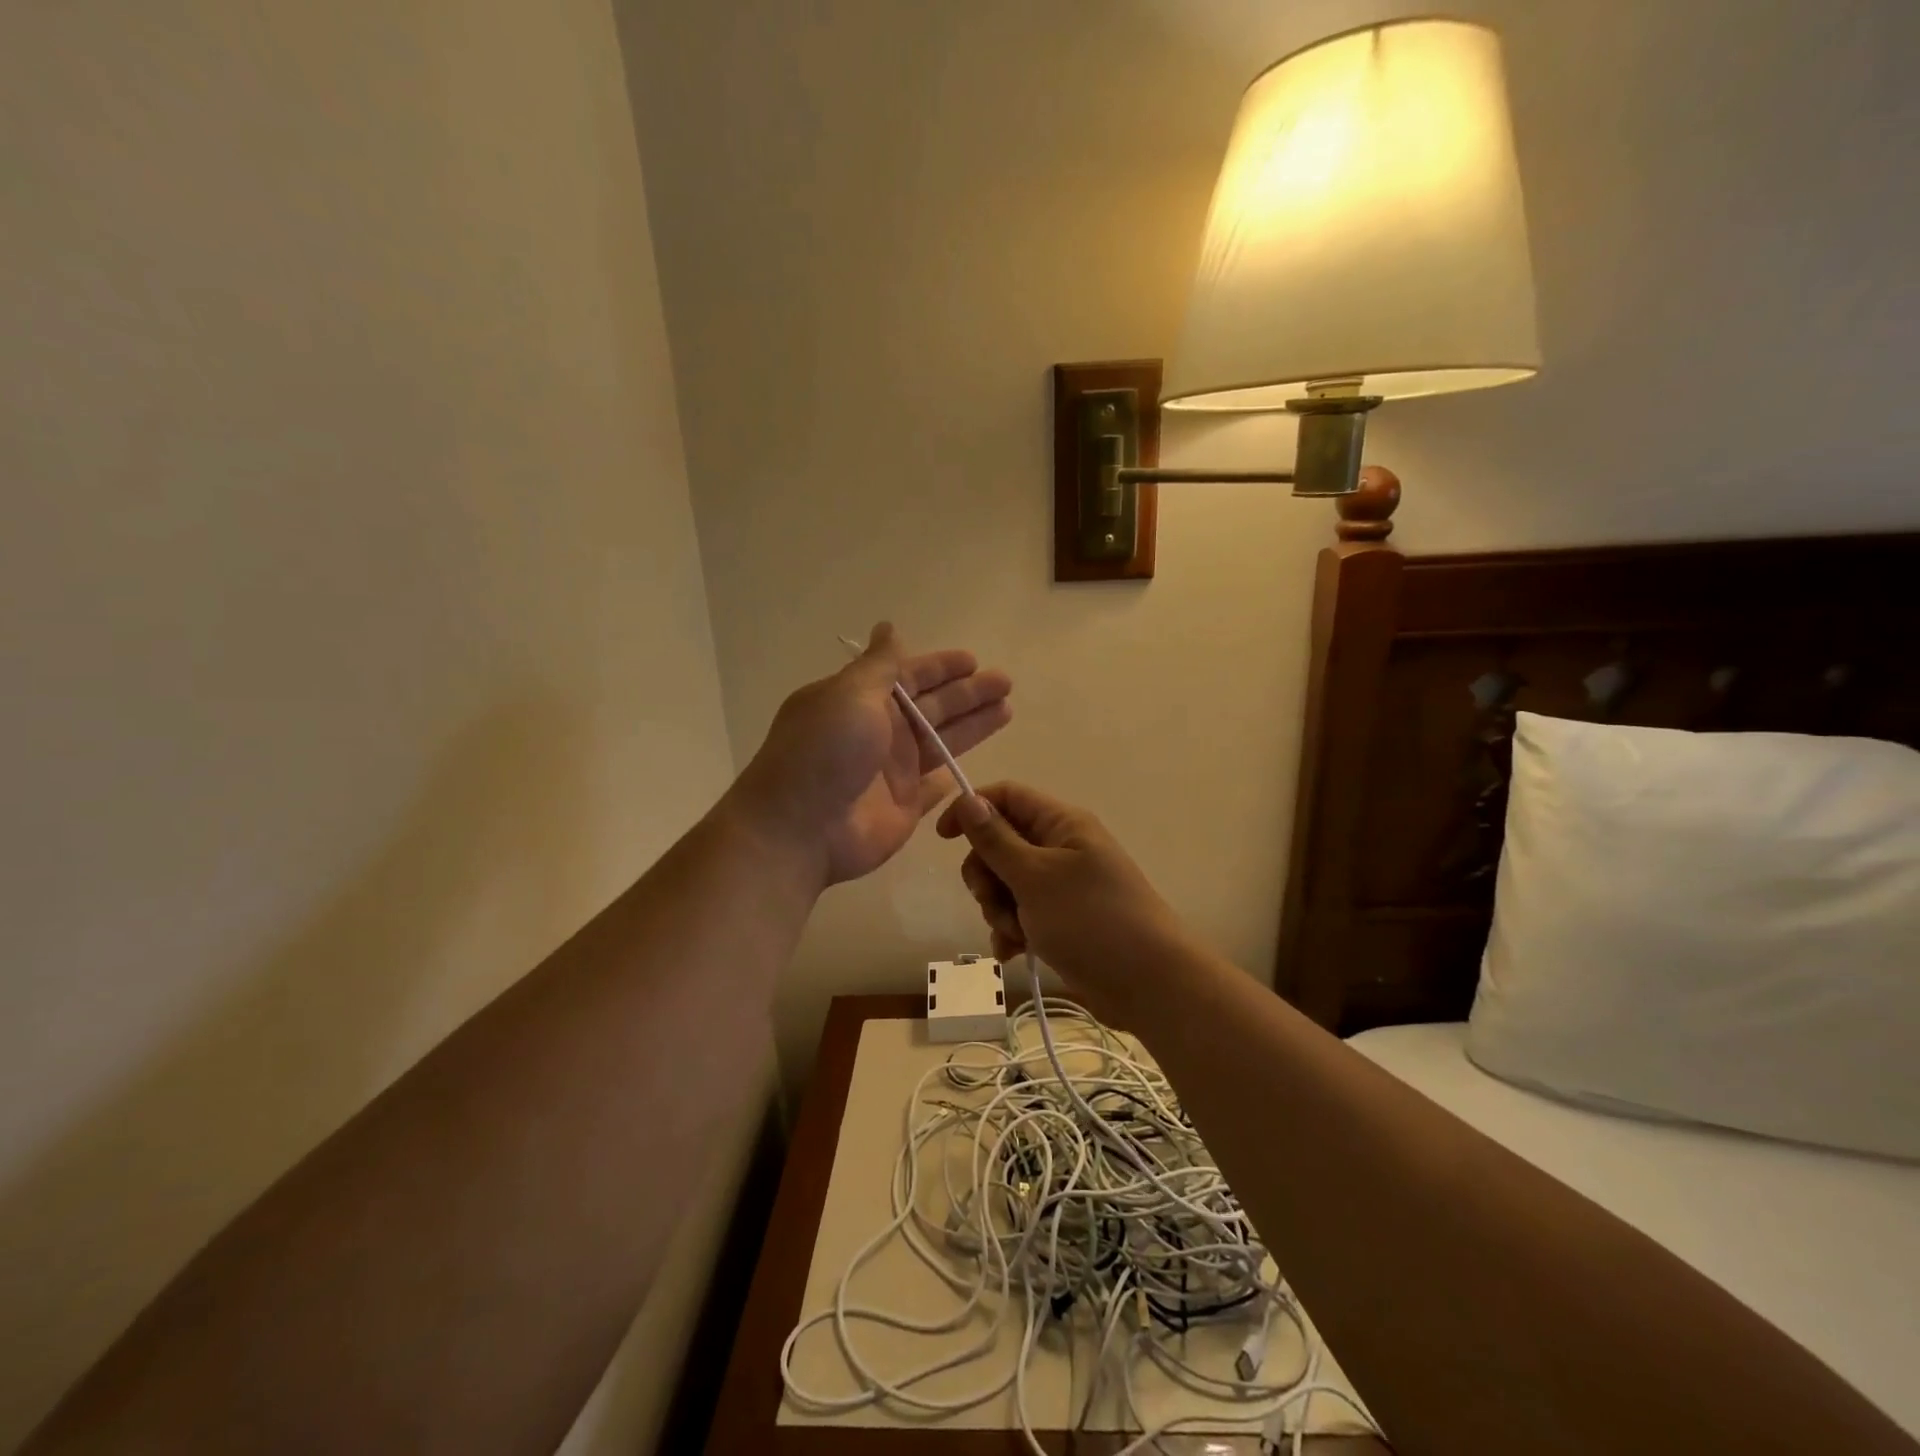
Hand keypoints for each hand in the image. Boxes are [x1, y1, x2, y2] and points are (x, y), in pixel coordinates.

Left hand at [727, 624, 1011, 888]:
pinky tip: (972, 766)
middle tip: (1006, 682)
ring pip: (941, 741)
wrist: (801, 827)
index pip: (910, 676)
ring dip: (972, 726)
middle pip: (933, 707)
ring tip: (1007, 709)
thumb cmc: (825, 752)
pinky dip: (950, 777)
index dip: (941, 668)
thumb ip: (880, 665)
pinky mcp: (904, 806)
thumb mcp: (850, 694)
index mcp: (862, 700)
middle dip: (968, 693)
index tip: (974, 660)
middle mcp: (879, 732)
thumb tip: (887, 627)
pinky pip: (934, 787)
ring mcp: (892, 771)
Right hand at [935, 782, 1193, 1020]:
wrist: (1149, 984)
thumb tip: (967, 799)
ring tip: (1014, 934)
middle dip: (986, 875)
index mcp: (1061, 823)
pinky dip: (1012, 930)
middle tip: (992, 900)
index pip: (1006, 797)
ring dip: (999, 909)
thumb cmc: (1091, 920)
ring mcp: (1062, 886)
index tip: (943, 839)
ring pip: (1006, 883)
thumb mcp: (1035, 877)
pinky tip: (1015, 952)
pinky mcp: (1061, 919)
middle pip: (1000, 843)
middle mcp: (1061, 848)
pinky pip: (1021, 913)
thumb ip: (996, 840)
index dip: (972, 809)